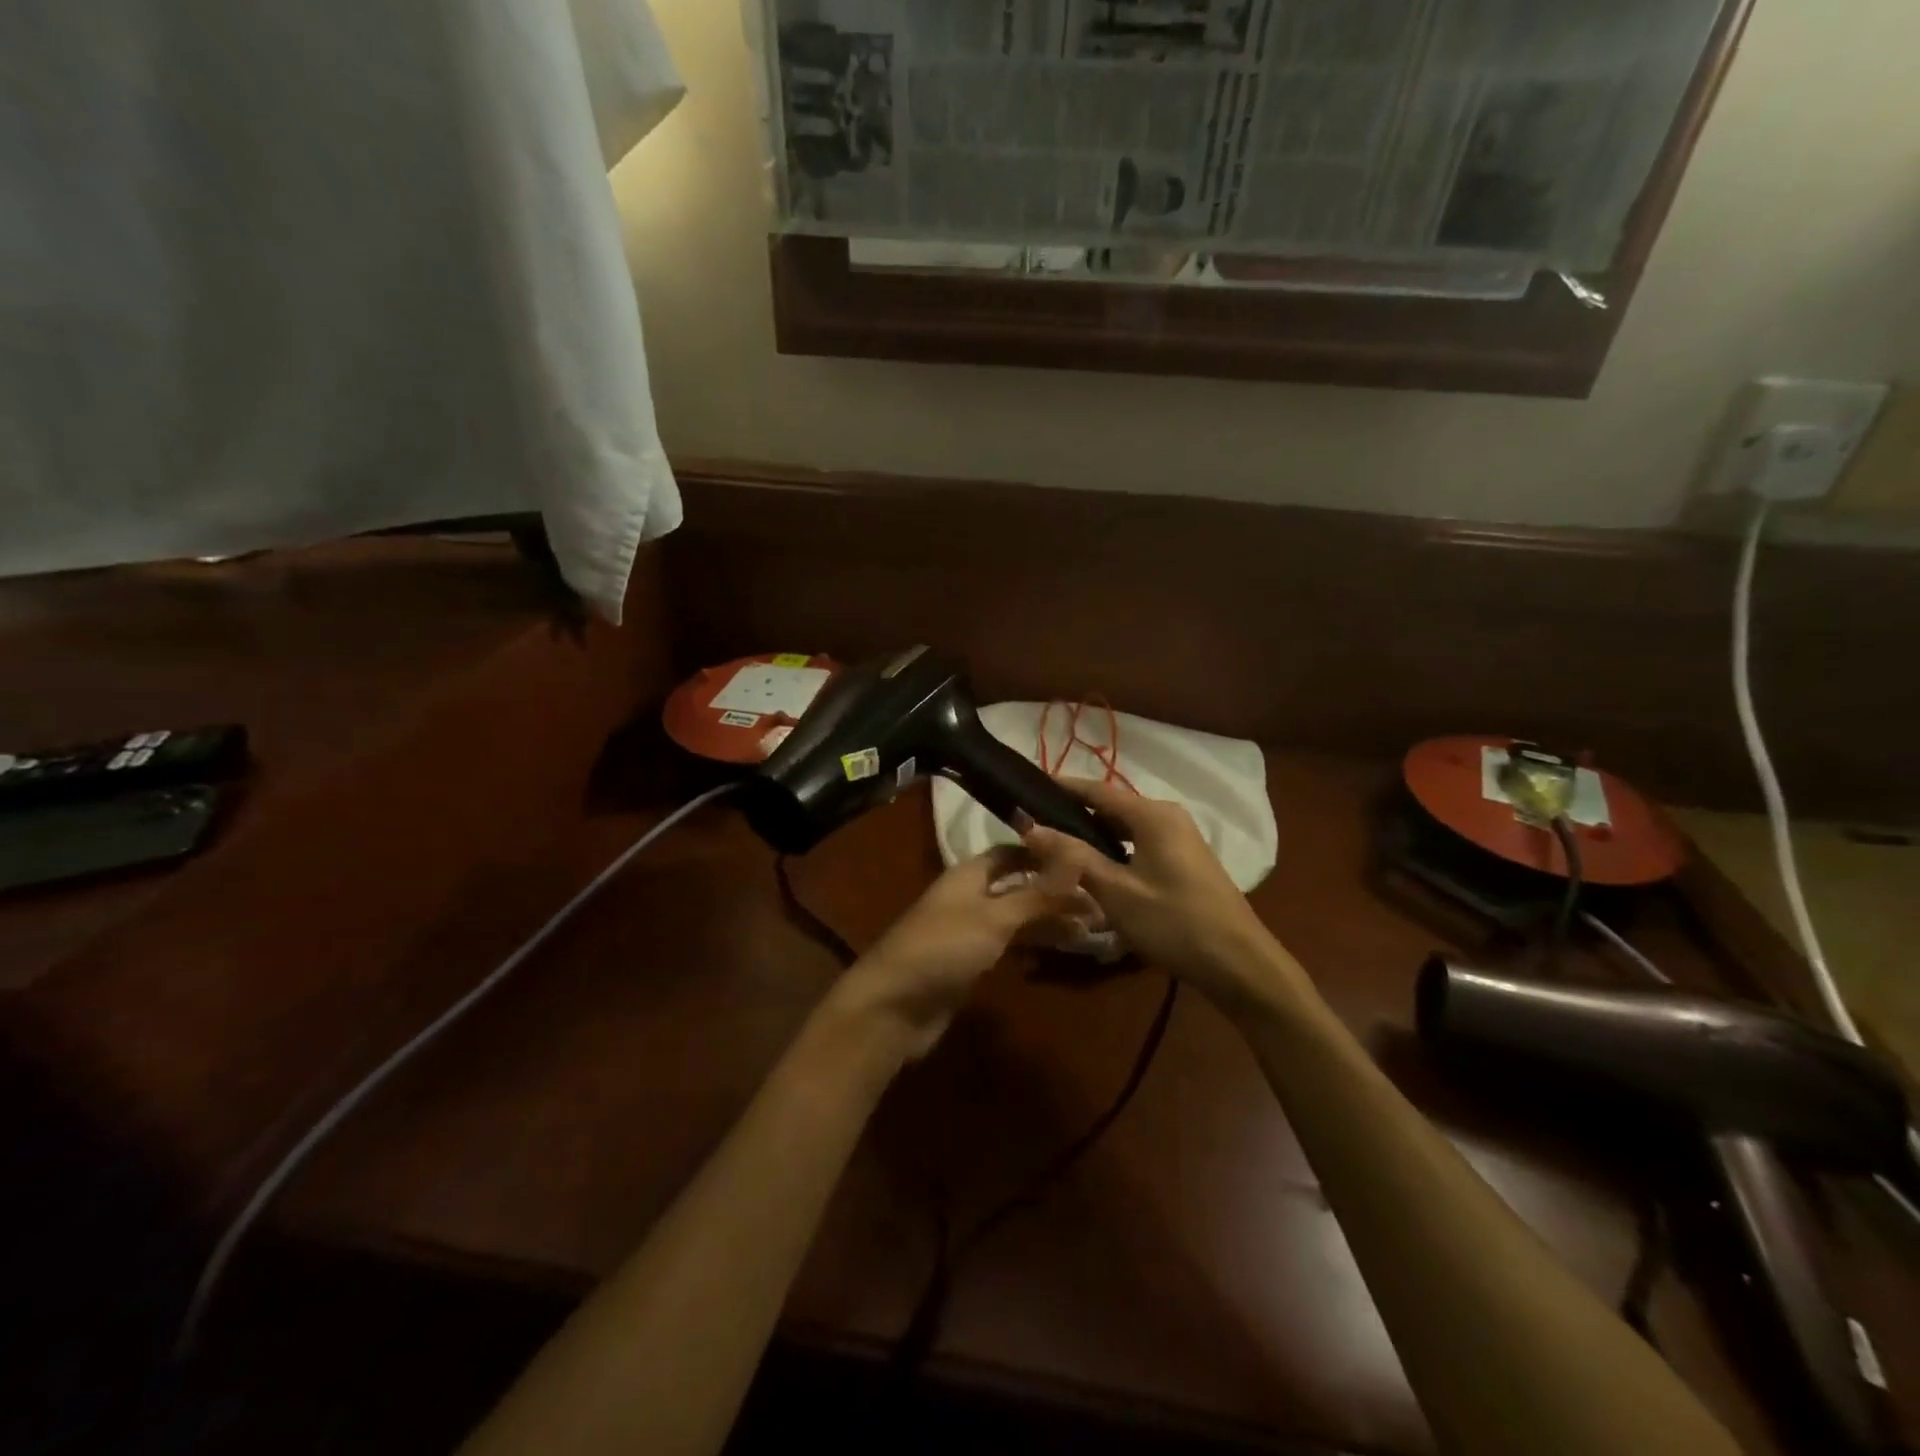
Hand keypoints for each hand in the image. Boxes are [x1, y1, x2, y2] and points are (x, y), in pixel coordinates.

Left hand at [828, 847, 1076, 1061]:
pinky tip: (1061, 949)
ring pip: (1017, 917)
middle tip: (1100, 902)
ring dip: (1049, 920)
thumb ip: (1037, 894)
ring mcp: (969, 930)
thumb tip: (1078, 861)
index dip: (1046, 854)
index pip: (1012, 852)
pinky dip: (1033, 943)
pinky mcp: (970, 961)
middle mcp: (970, 896)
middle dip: (1055, 892)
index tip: (1086, 861)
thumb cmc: (943, 949)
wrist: (894, 1007)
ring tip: (1091, 929)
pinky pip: (1009, 943)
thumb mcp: (994, 918)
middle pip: (1018, 885)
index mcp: (969, 874)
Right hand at [1021, 778, 1307, 1009]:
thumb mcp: (1116, 891)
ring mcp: (1181, 838)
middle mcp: (1168, 816)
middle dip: (1073, 815)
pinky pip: (1140, 843)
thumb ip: (1072, 857)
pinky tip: (1095, 869)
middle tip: (1034, 828)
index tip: (1026, 790)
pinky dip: (1114, 850)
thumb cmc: (1174, 922)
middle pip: (1111, 807)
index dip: (1060, 788)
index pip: (1096, 789)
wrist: (1239, 963)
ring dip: (1093, 836)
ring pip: (1125, 828)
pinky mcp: (1185, 860)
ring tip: (1056, 849)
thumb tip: (1030, 827)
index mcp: (1152, 814)